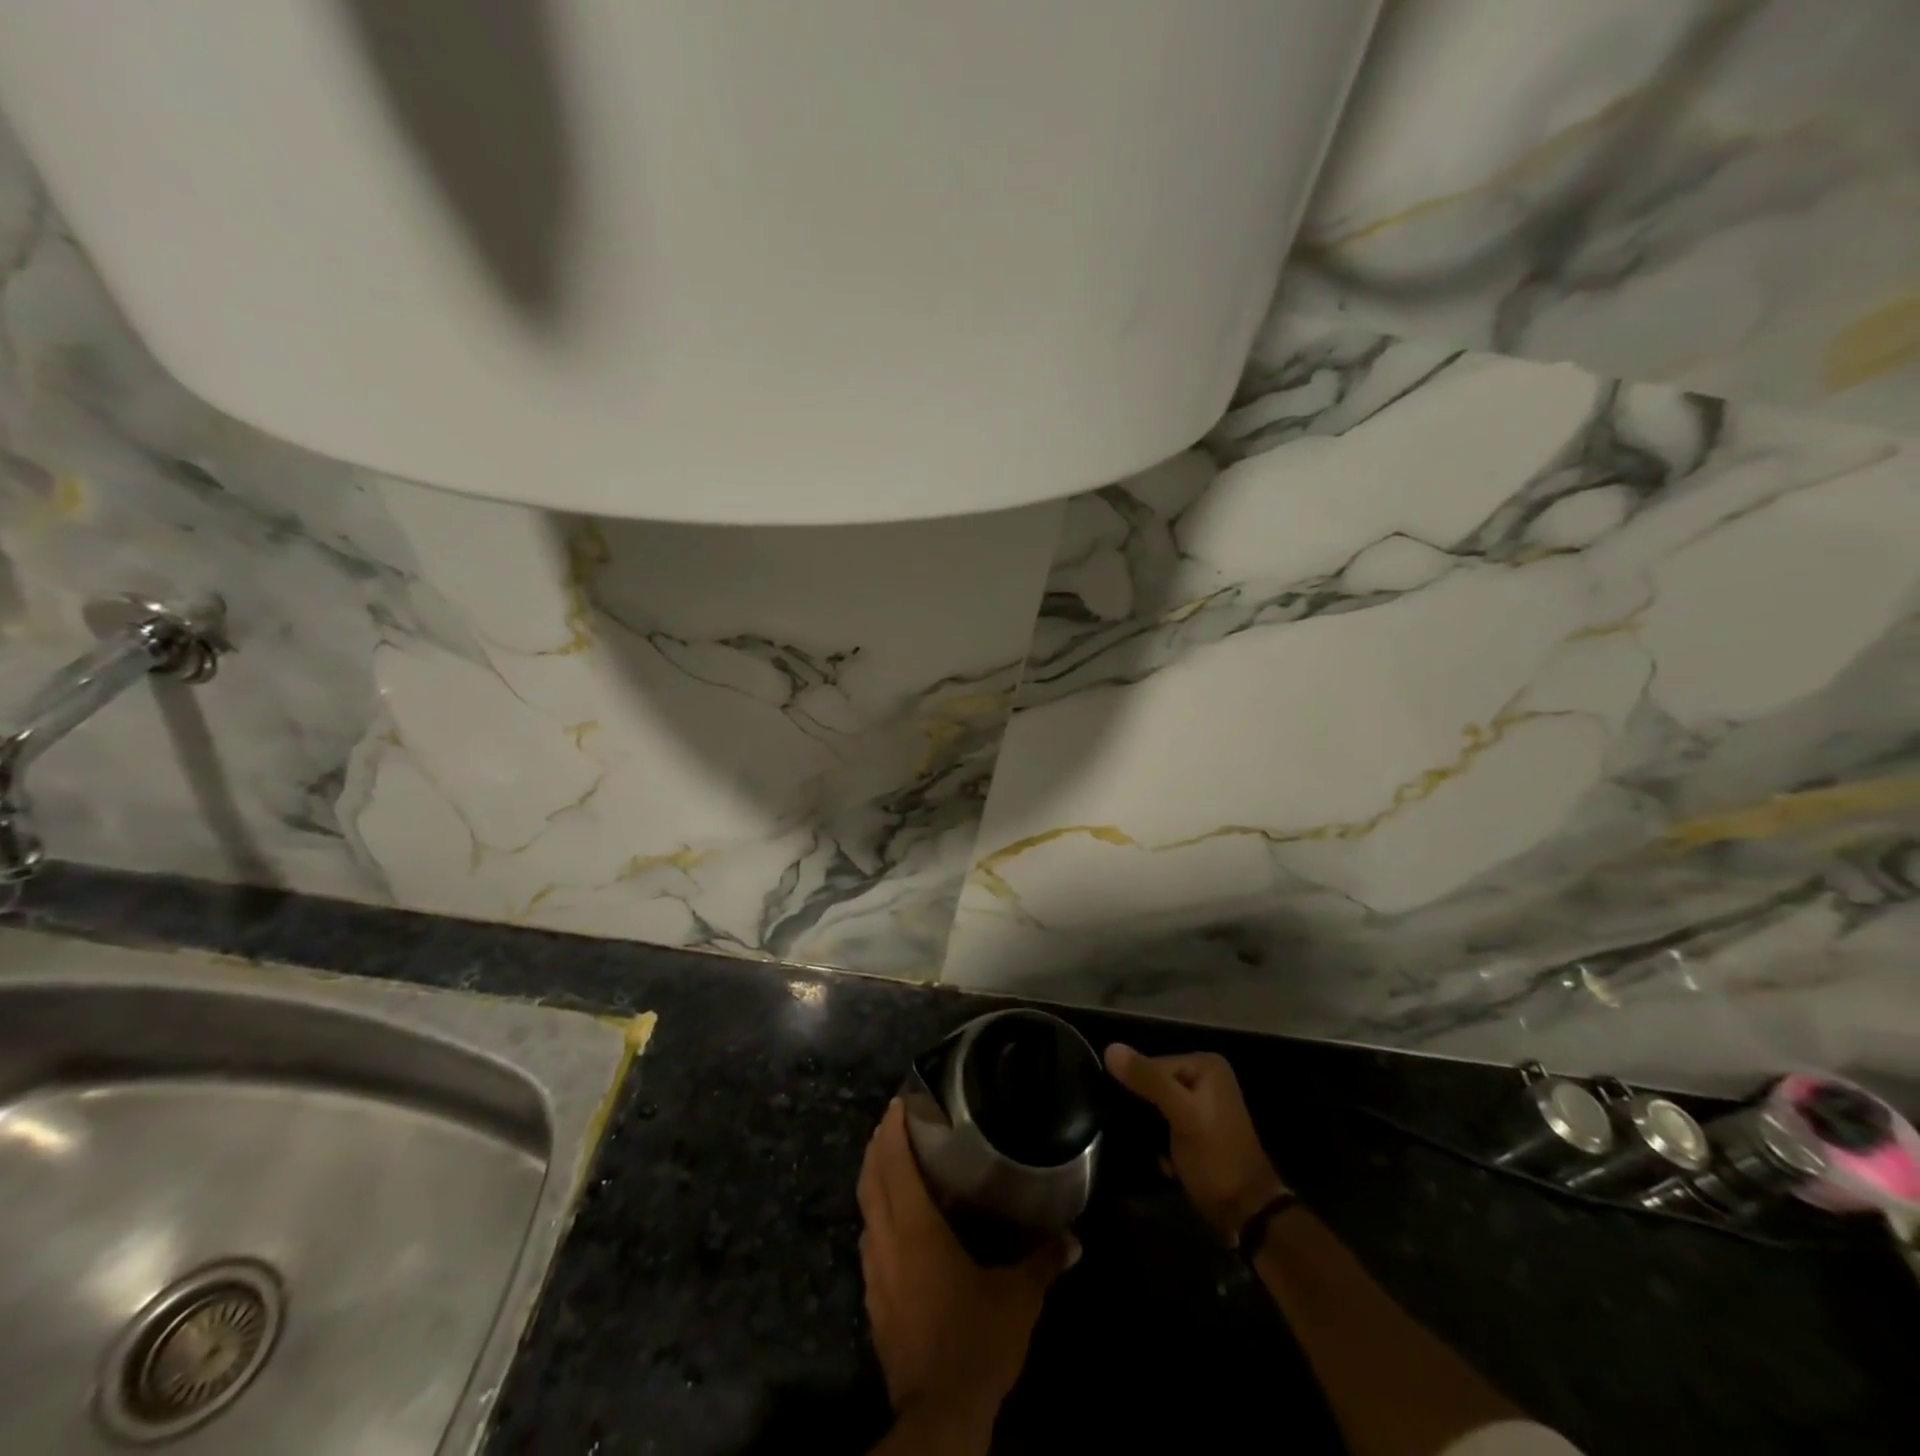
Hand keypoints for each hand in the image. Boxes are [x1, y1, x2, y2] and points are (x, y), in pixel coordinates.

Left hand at [857, 1099, 1074, 1432]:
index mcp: (914, 1228)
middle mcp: (886, 1242)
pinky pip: (869, 1241)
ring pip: (866, 1210)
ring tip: (891, 1162)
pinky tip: (894, 1224)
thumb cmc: (975, 1340)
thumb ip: (1043, 1261)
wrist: (938, 1414)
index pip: (894, 1164)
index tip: (898, 1102)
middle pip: (870, 1180)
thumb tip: (1073, 1239)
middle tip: (892, 1121)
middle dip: (877, 1146)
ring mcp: (874, 1273)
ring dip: (874, 1180)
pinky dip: (877, 1217)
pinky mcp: (874, 1301)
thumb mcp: (1017, 1298)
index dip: (893, 1129)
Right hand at [1105, 1044, 1286, 1243]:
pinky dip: (1161, 1140)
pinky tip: (1167, 1159)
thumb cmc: (1216, 1158)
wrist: (1246, 1212)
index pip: (1152, 1064)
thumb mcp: (1182, 1114)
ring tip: (1157, 1149)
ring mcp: (1203, 1102)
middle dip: (1147, 1112)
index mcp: (1205, 1064)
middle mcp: (1205, 1076)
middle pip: (1154, 1083)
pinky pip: (1165, 1121)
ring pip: (1157, 1104)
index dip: (1140, 1091)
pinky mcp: (1198, 1126)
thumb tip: (1110, 1049)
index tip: (1140, 1120)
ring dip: (1152, 1129)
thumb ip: (1148, 1080)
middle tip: (1150, 1137)